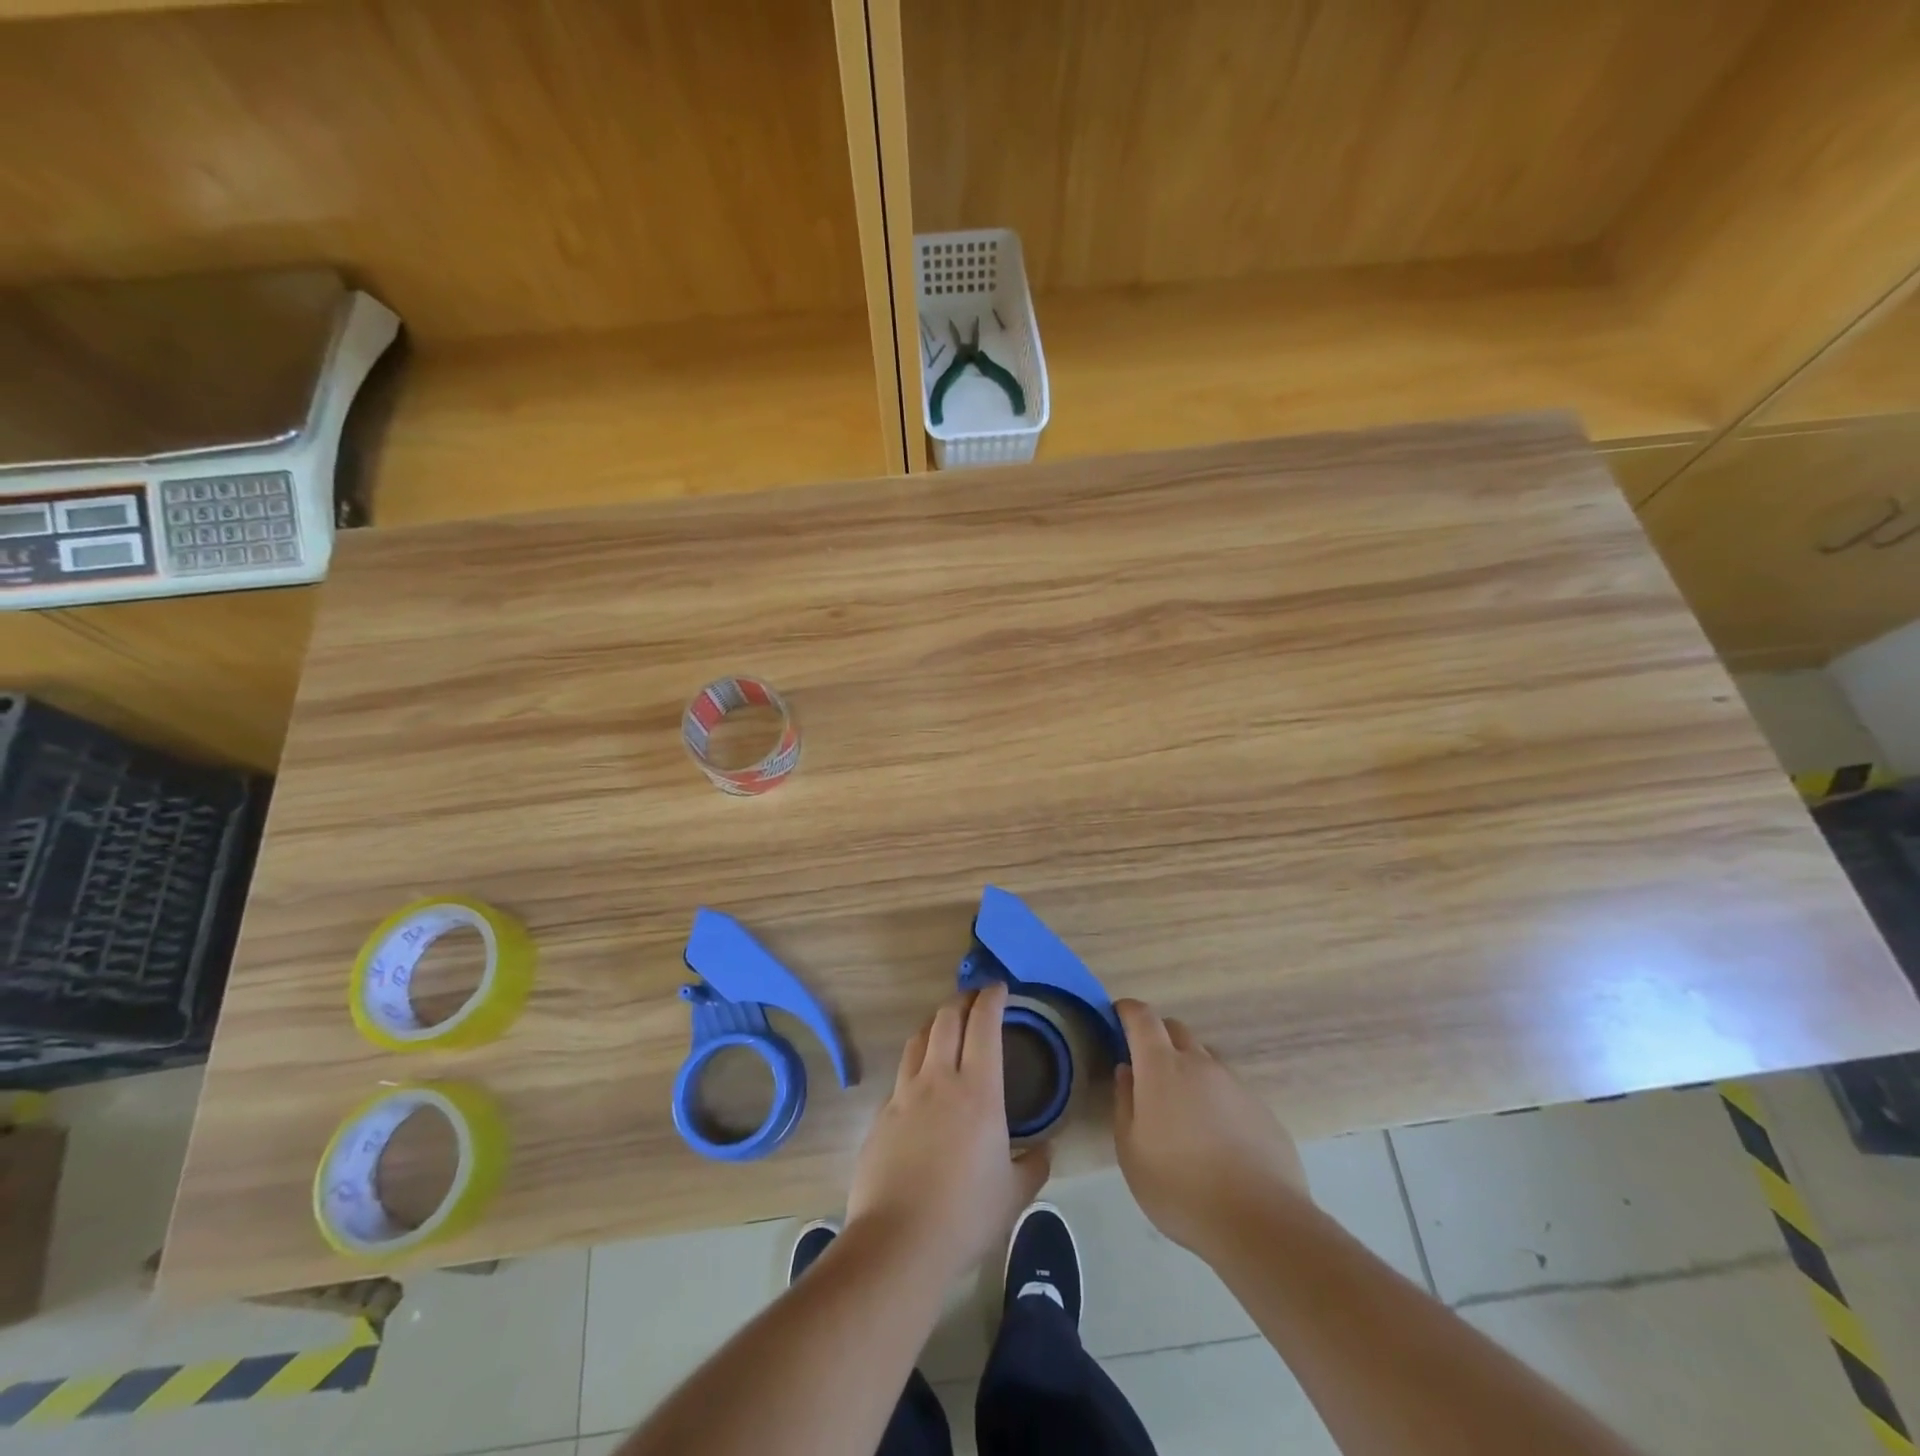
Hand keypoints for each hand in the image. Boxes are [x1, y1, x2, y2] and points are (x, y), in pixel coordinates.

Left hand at [847, 982, 1050, 1277]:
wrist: (898, 1242)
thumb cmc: (965, 1215)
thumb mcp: (1015, 1194)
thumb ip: (1034, 1165)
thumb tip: (1044, 1149)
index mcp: (977, 1091)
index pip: (983, 1025)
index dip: (991, 999)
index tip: (999, 988)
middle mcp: (938, 1080)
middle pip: (946, 1019)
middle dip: (962, 1000)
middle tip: (974, 999)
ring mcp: (904, 1095)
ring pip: (918, 1039)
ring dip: (935, 1023)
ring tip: (946, 1026)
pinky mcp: (881, 1115)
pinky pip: (901, 1074)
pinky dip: (916, 1062)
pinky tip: (922, 1081)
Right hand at [1112, 999, 1309, 1260]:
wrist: (1261, 1224)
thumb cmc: (1180, 1187)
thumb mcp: (1131, 1151)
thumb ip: (1124, 1102)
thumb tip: (1127, 1071)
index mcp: (1162, 1067)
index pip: (1143, 1017)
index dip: (1128, 1010)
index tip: (1117, 1016)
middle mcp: (1200, 1064)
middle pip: (1176, 1030)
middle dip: (1157, 1037)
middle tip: (1145, 1067)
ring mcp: (1235, 1085)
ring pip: (1205, 1060)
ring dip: (1188, 1070)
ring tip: (1182, 1111)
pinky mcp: (1262, 1110)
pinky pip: (1229, 1090)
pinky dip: (1215, 1099)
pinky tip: (1215, 1139)